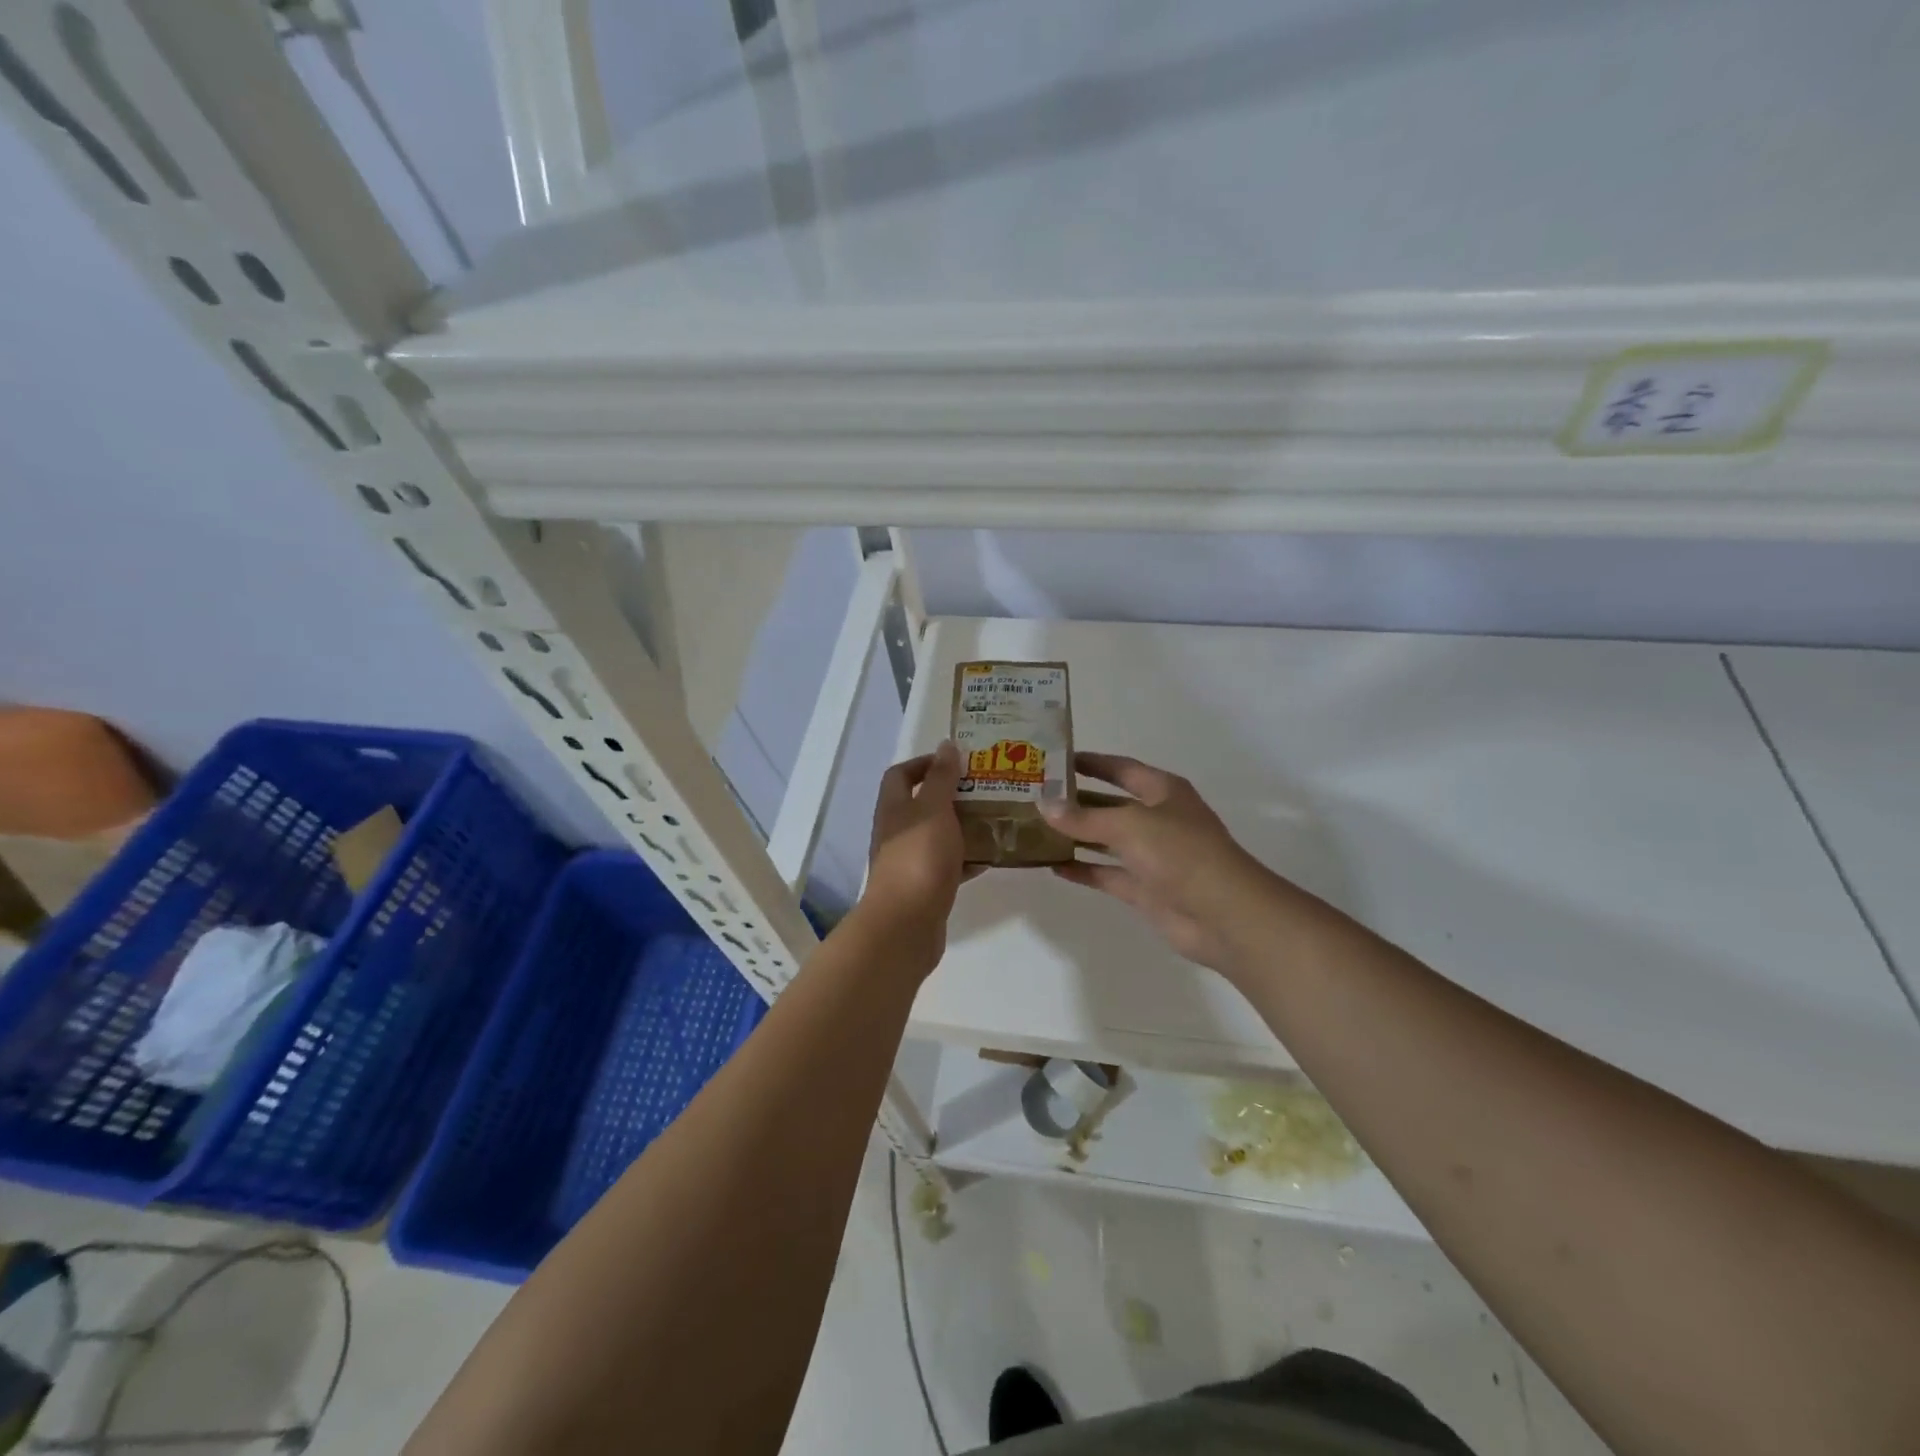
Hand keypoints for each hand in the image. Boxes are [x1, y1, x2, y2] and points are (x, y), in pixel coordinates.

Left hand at [862, 742, 975, 962]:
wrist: (906, 924)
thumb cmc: (919, 858)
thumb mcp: (933, 809)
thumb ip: (941, 778)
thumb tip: (946, 745)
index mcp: (894, 808)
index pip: (901, 774)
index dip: (924, 763)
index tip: (957, 761)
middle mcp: (897, 832)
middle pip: (922, 805)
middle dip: (953, 794)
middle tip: (988, 787)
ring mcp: (910, 862)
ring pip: (938, 835)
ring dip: (963, 826)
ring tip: (996, 818)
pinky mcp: (925, 887)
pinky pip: (948, 865)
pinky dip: (968, 859)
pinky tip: (992, 857)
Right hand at [1040, 752, 1285, 973]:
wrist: (1222, 914)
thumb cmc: (1180, 853)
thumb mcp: (1129, 825)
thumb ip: (1084, 817)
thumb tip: (1043, 805)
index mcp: (1162, 791)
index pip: (1120, 768)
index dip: (1090, 763)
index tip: (1054, 759)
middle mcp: (1157, 818)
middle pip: (1109, 804)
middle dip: (1075, 801)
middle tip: (1034, 797)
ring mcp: (1151, 855)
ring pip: (1105, 840)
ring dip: (1075, 835)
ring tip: (1035, 829)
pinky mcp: (1144, 888)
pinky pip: (1106, 873)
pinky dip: (1082, 869)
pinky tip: (1052, 865)